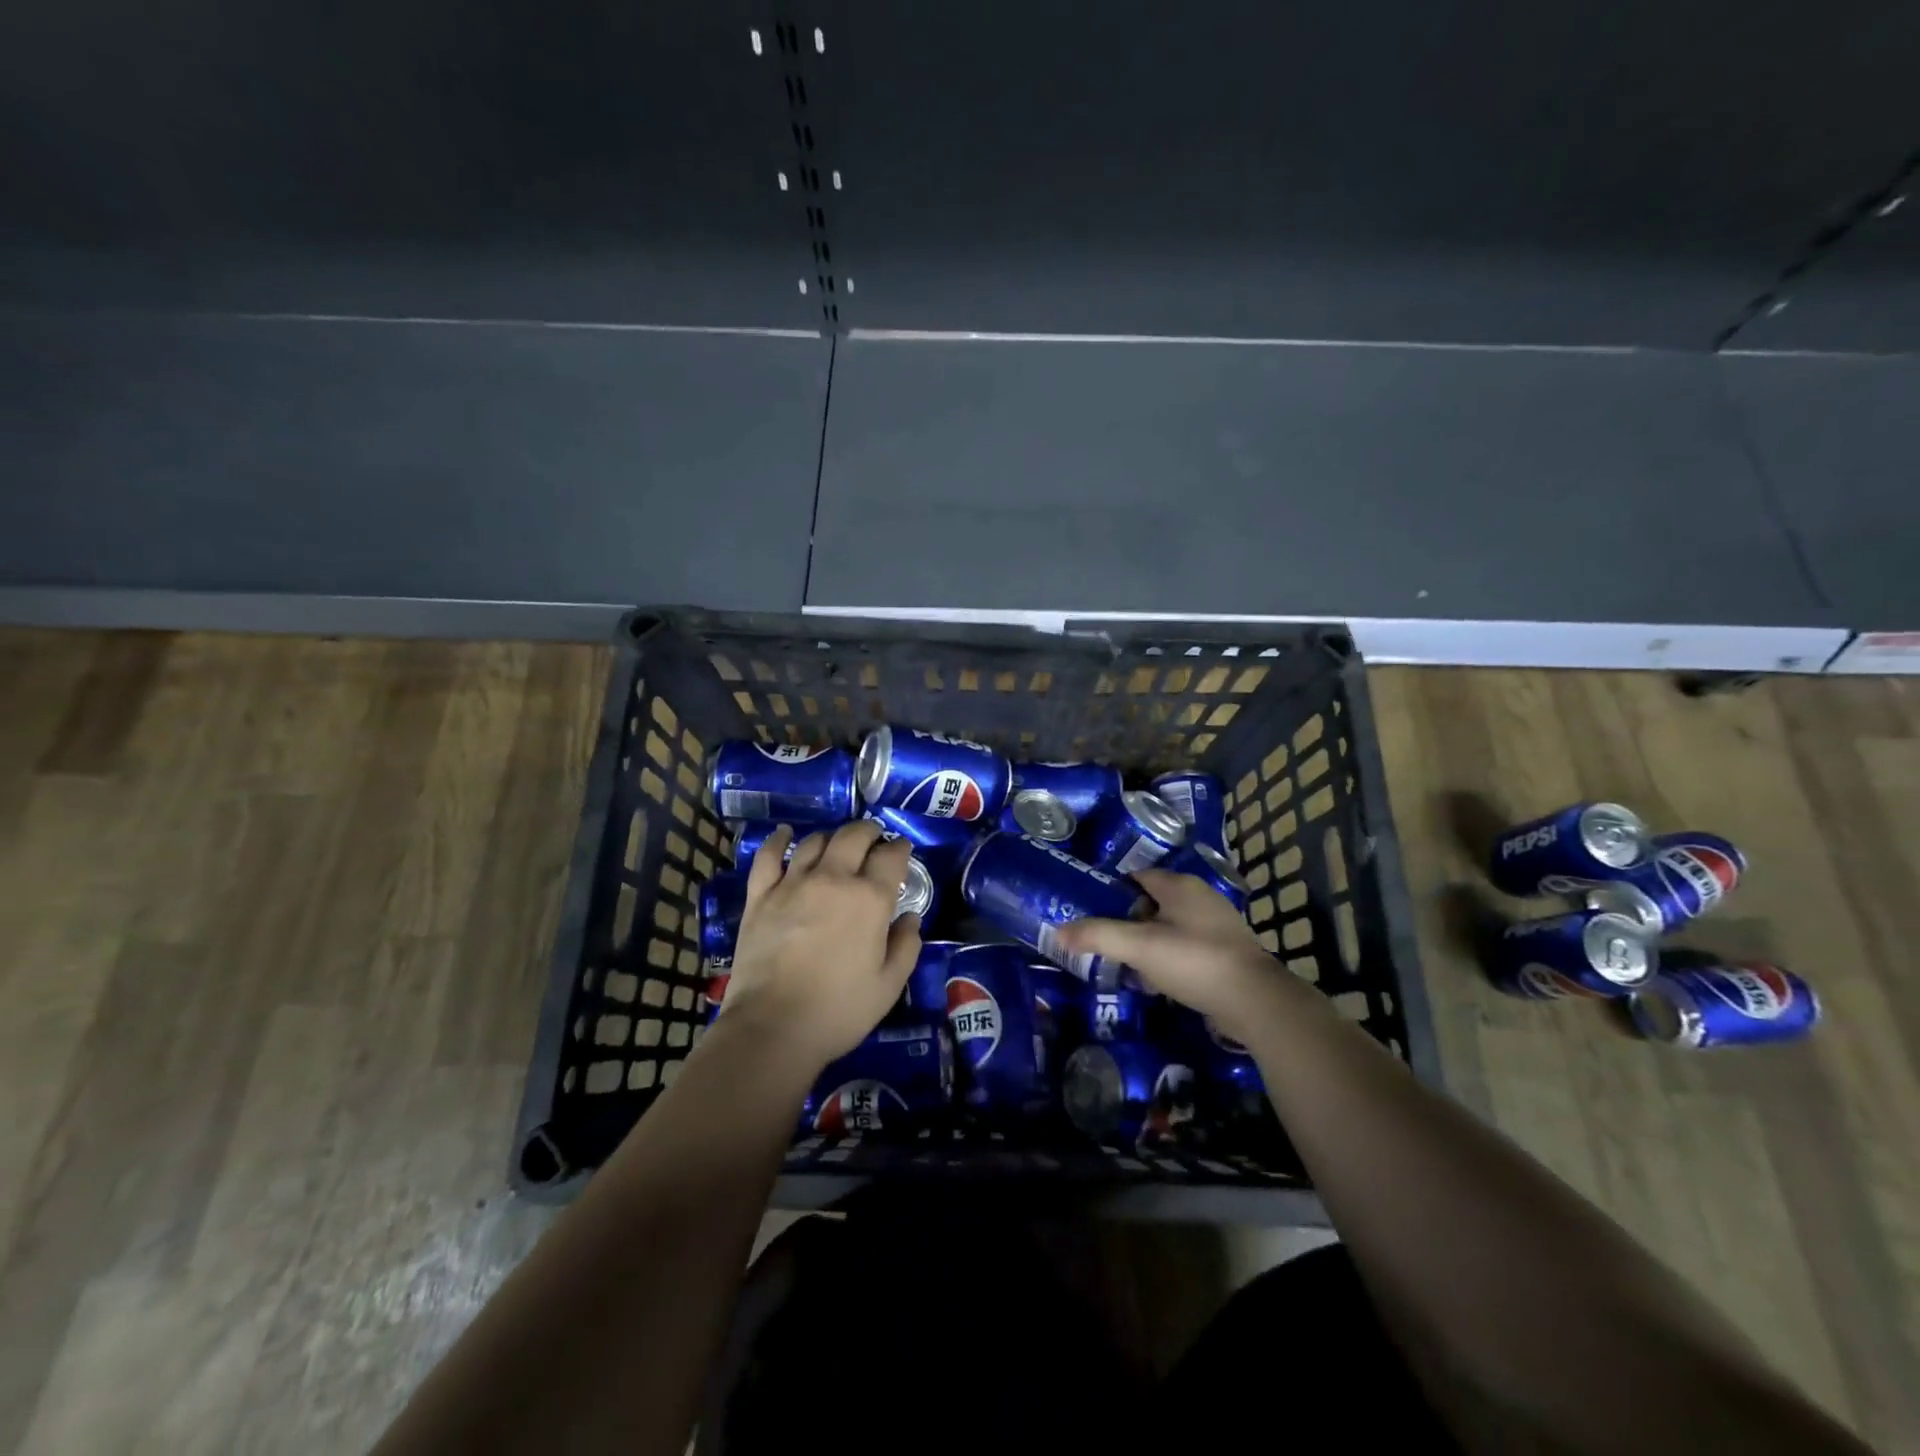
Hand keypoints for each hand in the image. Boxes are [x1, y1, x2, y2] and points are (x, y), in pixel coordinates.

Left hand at [718, 820, 920, 1073]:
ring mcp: (793, 884)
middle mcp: (833, 879)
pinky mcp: (760, 896)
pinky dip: (778, 840)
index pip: (891, 856)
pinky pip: (769, 856)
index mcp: (870, 899)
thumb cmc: (838, 1010)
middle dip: (869, 832)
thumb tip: (910, 919)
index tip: (902, 850)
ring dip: (832, 837)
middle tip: (874, 840)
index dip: (900, 848)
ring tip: (837, 845)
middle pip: (854, 836)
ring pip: (816, 841)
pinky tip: (784, 834)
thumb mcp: (889, 985)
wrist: (772, 1027)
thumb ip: (906, 947)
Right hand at [1056, 867, 1288, 1043]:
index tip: (1092, 912)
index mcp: (1179, 885)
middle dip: (1128, 922)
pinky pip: (1186, 949)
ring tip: (1126, 966)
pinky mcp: (1226, 953)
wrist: (1254, 1001)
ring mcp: (1217, 925)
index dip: (1112, 893)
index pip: (1136, 877)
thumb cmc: (1193, 961)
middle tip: (1105, 943)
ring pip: (1169, 928)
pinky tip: (1156, 983)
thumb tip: (1059, 931)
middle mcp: (1200, 897)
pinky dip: (1168, 960)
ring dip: (1148, 944)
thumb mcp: (1139, 946)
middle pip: (1151, 903)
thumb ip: (1098, 936)